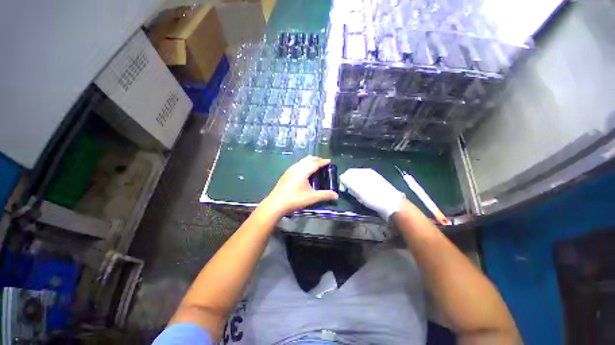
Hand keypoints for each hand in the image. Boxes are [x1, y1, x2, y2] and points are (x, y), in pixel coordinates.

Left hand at [261, 156, 338, 215]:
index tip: (329, 161)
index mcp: (303, 171)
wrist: (276, 204)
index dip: (323, 162)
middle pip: (308, 159)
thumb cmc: (295, 199)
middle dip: (317, 159)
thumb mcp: (311, 198)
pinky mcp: (286, 174)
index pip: (315, 163)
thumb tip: (336, 196)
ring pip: (302, 161)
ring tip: (315, 165)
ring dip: (310, 161)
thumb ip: (325, 195)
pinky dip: (304, 164)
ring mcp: (290, 170)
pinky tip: (304, 172)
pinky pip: (298, 165)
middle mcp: (296, 167)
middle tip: (324, 163)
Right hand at [340, 168, 404, 220]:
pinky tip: (364, 198)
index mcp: (365, 172)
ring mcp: (373, 181)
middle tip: (350, 194)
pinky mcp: (376, 188)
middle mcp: (369, 174)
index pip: (349, 172)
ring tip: (358, 197)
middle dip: (350, 185)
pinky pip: (364, 188)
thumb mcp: (359, 189)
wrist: (392, 206)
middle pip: (354, 177)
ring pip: (359, 183)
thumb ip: (349, 181)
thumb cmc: (374, 196)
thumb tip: (342, 177)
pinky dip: (361, 192)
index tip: (343, 189)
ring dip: (356, 189)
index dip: (344, 180)